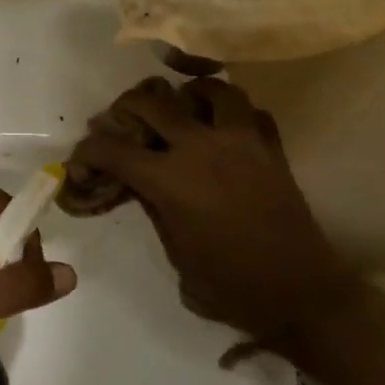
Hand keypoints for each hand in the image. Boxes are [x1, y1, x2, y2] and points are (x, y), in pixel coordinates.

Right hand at [69, 77, 354, 347]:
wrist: (302, 295)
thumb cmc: (232, 287)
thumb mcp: (177, 255)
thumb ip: (154, 209)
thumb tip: (139, 183)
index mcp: (171, 180)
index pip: (115, 150)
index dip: (90, 150)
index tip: (82, 155)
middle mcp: (201, 148)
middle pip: (152, 102)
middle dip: (126, 107)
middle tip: (122, 121)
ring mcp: (241, 142)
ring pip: (209, 89)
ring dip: (187, 95)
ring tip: (181, 109)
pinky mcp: (271, 148)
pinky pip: (250, 111)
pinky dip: (233, 113)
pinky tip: (224, 129)